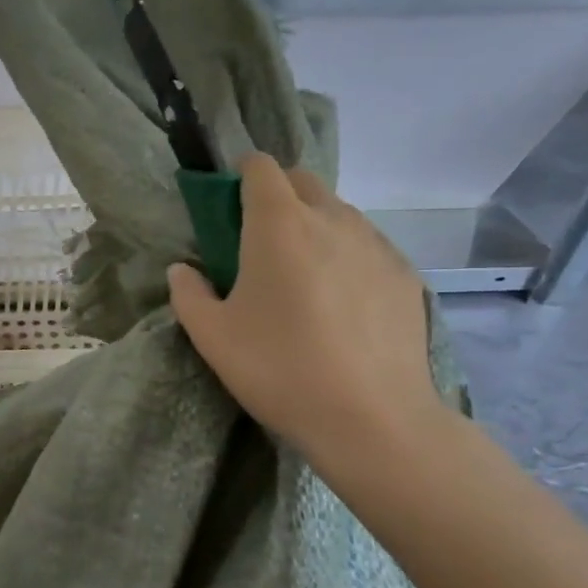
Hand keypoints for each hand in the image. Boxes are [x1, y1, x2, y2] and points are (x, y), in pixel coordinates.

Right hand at [167, 155, 443, 462]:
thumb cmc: (280, 369)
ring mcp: (376, 245)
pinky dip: (346, 255)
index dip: (242, 175)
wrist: (373, 419)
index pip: (262, 168)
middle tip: (259, 240)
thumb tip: (182, 269)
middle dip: (278, 195)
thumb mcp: (212, 336)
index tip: (229, 203)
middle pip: (303, 182)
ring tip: (301, 274)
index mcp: (279, 225)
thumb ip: (188, 293)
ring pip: (339, 213)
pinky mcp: (404, 275)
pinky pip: (367, 246)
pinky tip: (340, 303)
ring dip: (314, 225)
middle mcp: (332, 220)